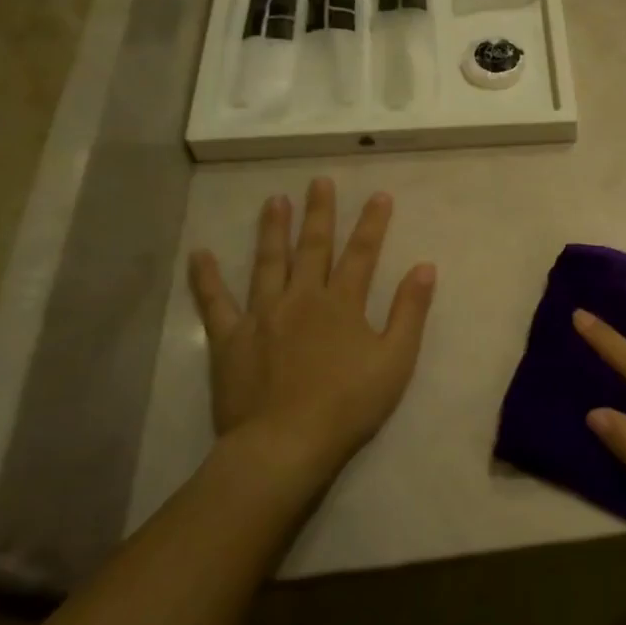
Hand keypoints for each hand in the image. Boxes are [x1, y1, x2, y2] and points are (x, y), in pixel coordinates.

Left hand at [188, 180, 434, 499]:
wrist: (286, 443)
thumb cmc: (349, 404)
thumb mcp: (396, 359)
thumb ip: (410, 311)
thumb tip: (425, 267)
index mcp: (342, 304)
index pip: (362, 253)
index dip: (372, 223)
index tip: (379, 195)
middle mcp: (302, 298)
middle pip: (313, 248)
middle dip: (320, 213)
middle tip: (319, 181)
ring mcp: (261, 315)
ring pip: (267, 263)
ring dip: (272, 230)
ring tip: (274, 201)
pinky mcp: (229, 338)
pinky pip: (214, 302)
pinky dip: (206, 277)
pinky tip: (200, 255)